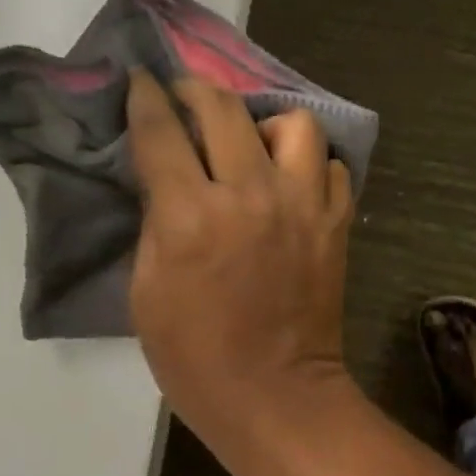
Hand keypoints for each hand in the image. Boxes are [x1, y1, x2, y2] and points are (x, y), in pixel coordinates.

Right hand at [126, 71, 357, 458]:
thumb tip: (166, 178)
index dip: (145, 96)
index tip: (140, 80)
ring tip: (251, 143)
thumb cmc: (194, 356)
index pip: (161, 131)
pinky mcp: (336, 222)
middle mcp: (250, 194)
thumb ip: (156, 221)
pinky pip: (330, 165)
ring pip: (295, 123)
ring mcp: (302, 204)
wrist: (275, 395)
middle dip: (196, 89)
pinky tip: (290, 180)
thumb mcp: (146, 290)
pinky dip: (309, 163)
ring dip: (266, 122)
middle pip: (224, 108)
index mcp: (191, 216)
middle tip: (185, 96)